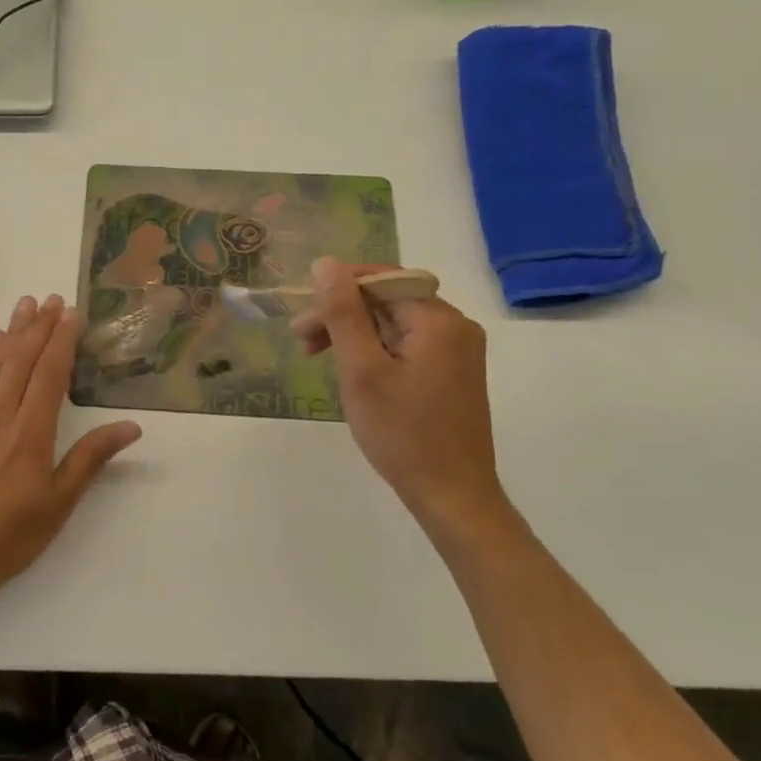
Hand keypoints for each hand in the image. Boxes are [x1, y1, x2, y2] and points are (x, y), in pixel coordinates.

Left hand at [0, 293, 141, 604]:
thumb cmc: (12, 534)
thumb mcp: (59, 502)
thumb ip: (91, 458)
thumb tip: (131, 427)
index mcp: (30, 433)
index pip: (49, 374)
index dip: (60, 341)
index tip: (69, 312)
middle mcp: (0, 416)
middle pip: (21, 360)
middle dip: (38, 327)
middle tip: (51, 299)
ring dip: (13, 333)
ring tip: (24, 305)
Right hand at [292, 258, 507, 534]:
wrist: (453, 497)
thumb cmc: (402, 434)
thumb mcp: (362, 370)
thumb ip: (343, 313)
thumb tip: (325, 264)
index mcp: (438, 319)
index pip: (380, 280)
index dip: (337, 290)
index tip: (303, 318)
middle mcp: (455, 325)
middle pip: (387, 300)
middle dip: (342, 314)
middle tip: (302, 341)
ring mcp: (457, 349)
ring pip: (394, 322)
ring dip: (354, 332)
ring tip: (317, 355)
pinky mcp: (452, 371)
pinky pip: (407, 343)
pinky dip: (375, 349)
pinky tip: (353, 369)